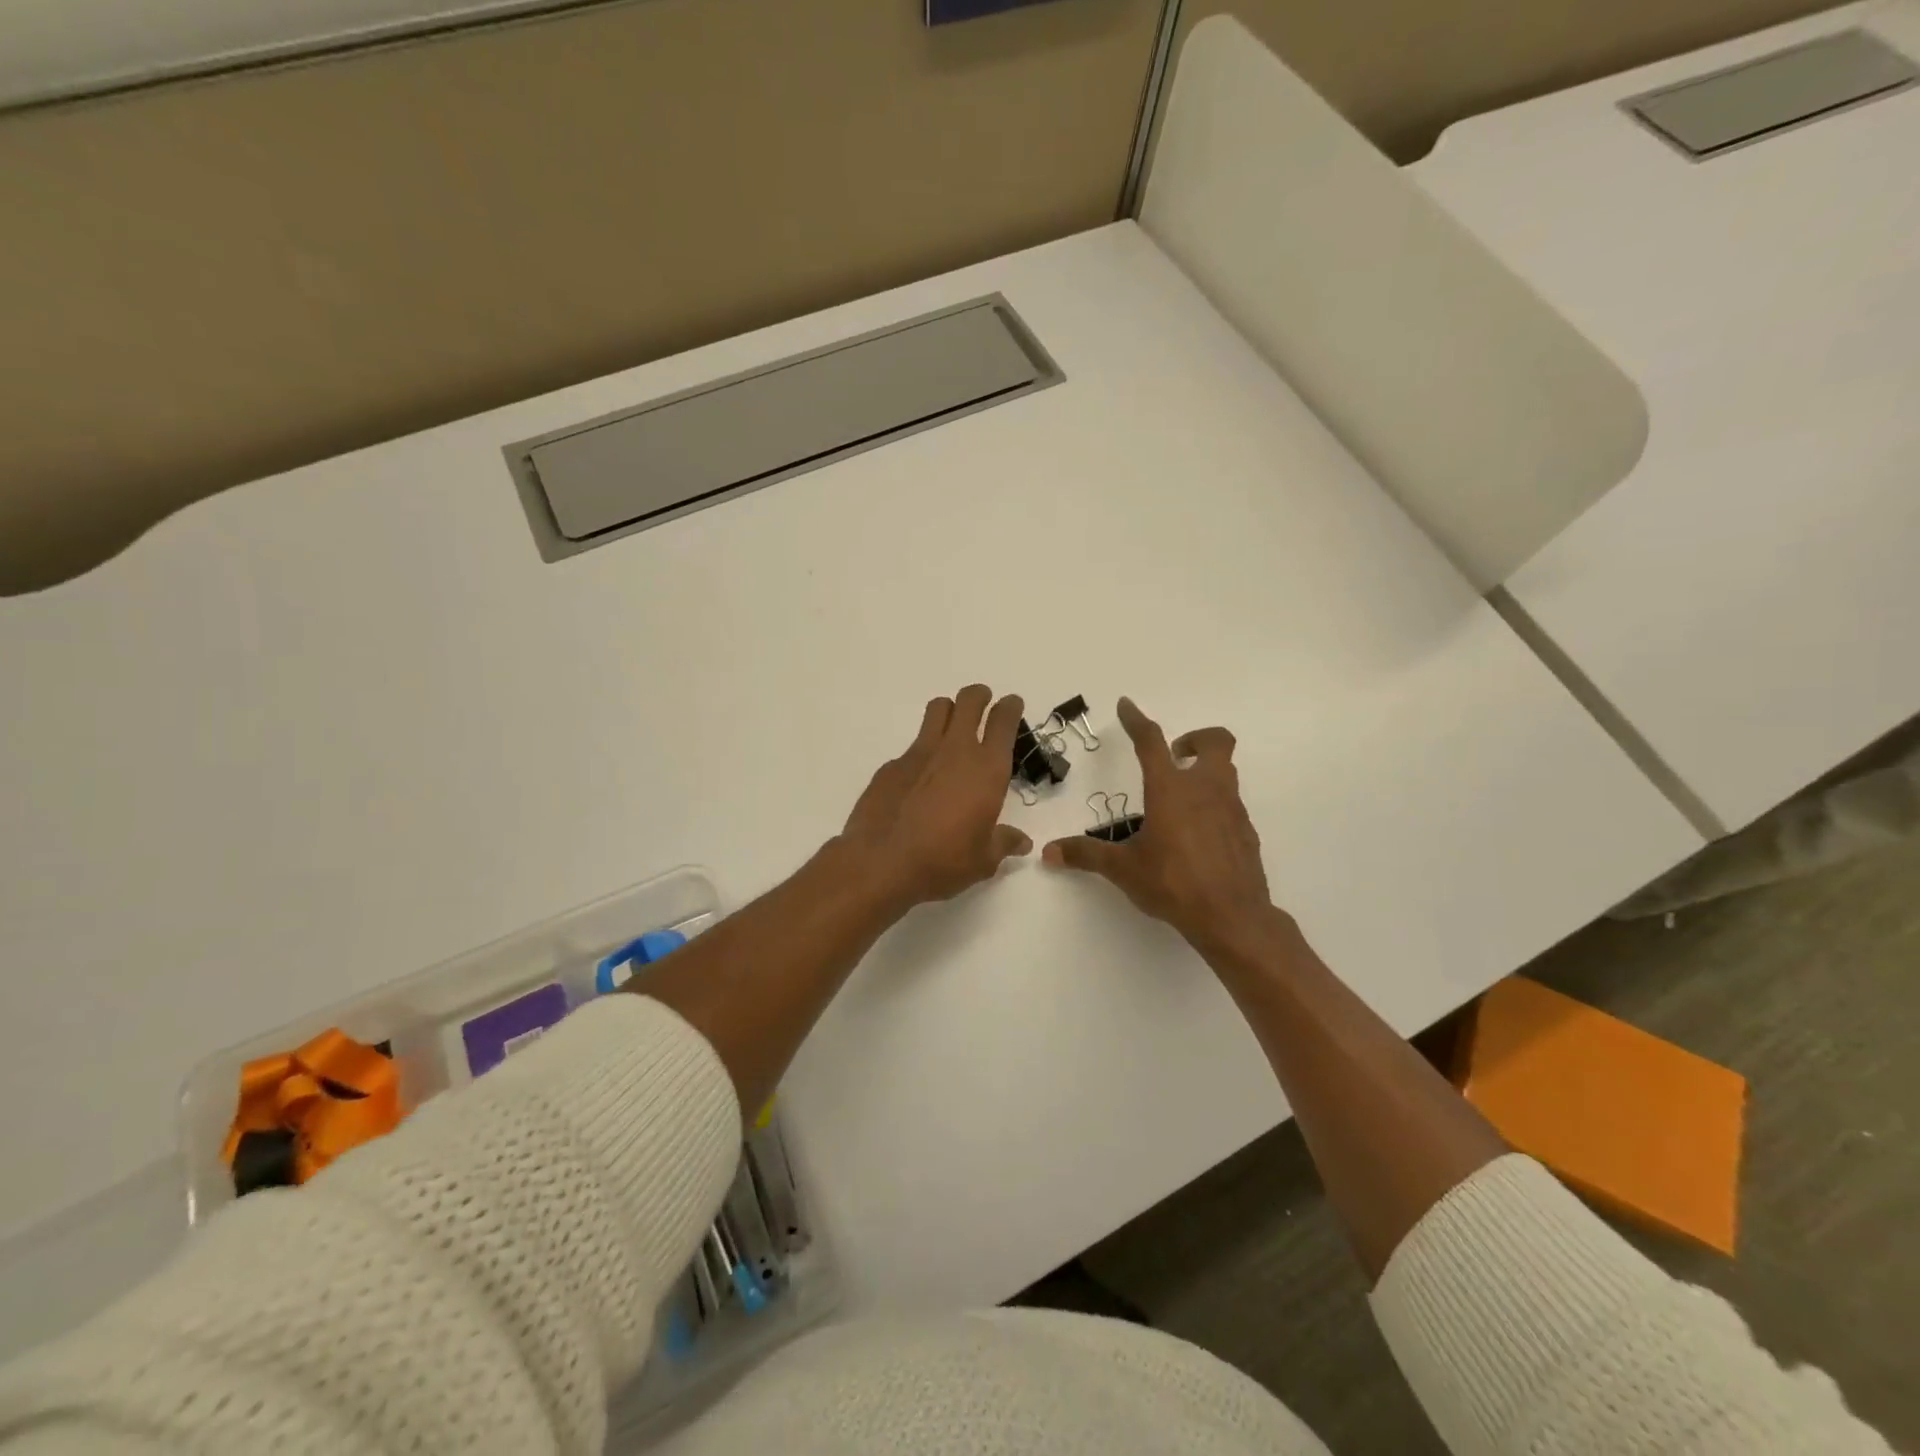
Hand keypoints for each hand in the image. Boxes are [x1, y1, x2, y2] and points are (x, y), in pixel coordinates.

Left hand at [837, 685, 1033, 911]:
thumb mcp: (982, 860)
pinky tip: (919, 779)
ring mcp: (919, 753)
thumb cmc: (943, 861)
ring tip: (951, 727)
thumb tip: (1022, 842)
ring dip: (949, 710)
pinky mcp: (891, 765)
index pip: (1003, 721)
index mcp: (987, 770)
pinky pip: (912, 745)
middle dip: (979, 697)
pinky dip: (922, 752)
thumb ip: (1004, 843)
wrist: (881, 863)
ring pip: (938, 709)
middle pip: (969, 700)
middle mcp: (955, 751)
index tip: (1012, 705)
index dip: (1010, 707)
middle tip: (983, 705)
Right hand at [1043, 697, 1279, 960]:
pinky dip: (1214, 804)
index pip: (1151, 742)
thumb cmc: (1173, 884)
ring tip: (1179, 798)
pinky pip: (1231, 803)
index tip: (1126, 705)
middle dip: (1194, 739)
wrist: (1232, 917)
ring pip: (1226, 770)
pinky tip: (1197, 833)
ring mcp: (1231, 808)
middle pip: (1215, 740)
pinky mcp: (1245, 830)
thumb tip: (1049, 852)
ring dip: (1204, 771)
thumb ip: (1086, 855)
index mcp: (1171, 790)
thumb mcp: (1124, 869)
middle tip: (1174, 757)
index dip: (1136, 720)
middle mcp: (1205, 789)